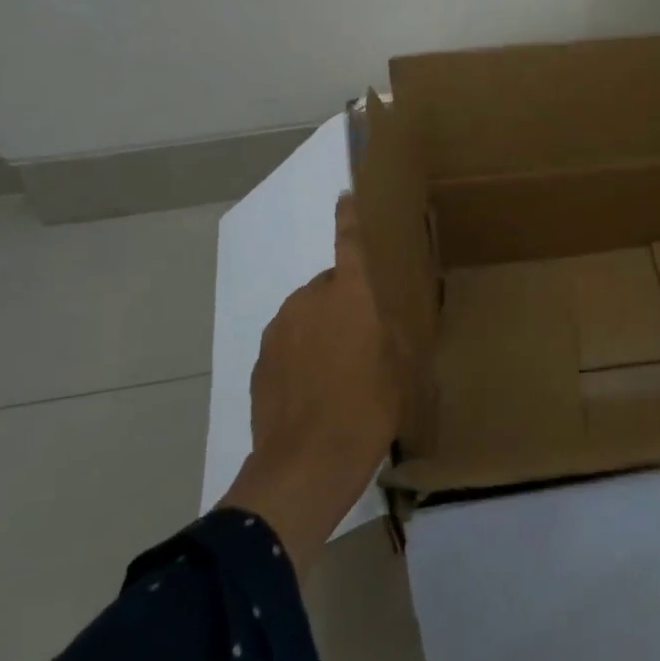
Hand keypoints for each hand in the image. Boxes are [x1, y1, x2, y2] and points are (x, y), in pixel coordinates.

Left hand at [220, 195, 400, 574]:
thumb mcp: (398, 368)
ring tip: (338, 372)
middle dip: (344, 302)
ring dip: (321, 329)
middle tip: (363, 340)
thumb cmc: (367, 410)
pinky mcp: (260, 360)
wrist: (305, 465)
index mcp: (349, 296)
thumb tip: (378, 320)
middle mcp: (309, 301)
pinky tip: (313, 390)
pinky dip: (300, 354)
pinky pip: (287, 342)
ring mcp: (279, 330)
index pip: (350, 243)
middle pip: (329, 285)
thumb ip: (387, 332)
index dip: (350, 218)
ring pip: (306, 315)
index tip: (345, 195)